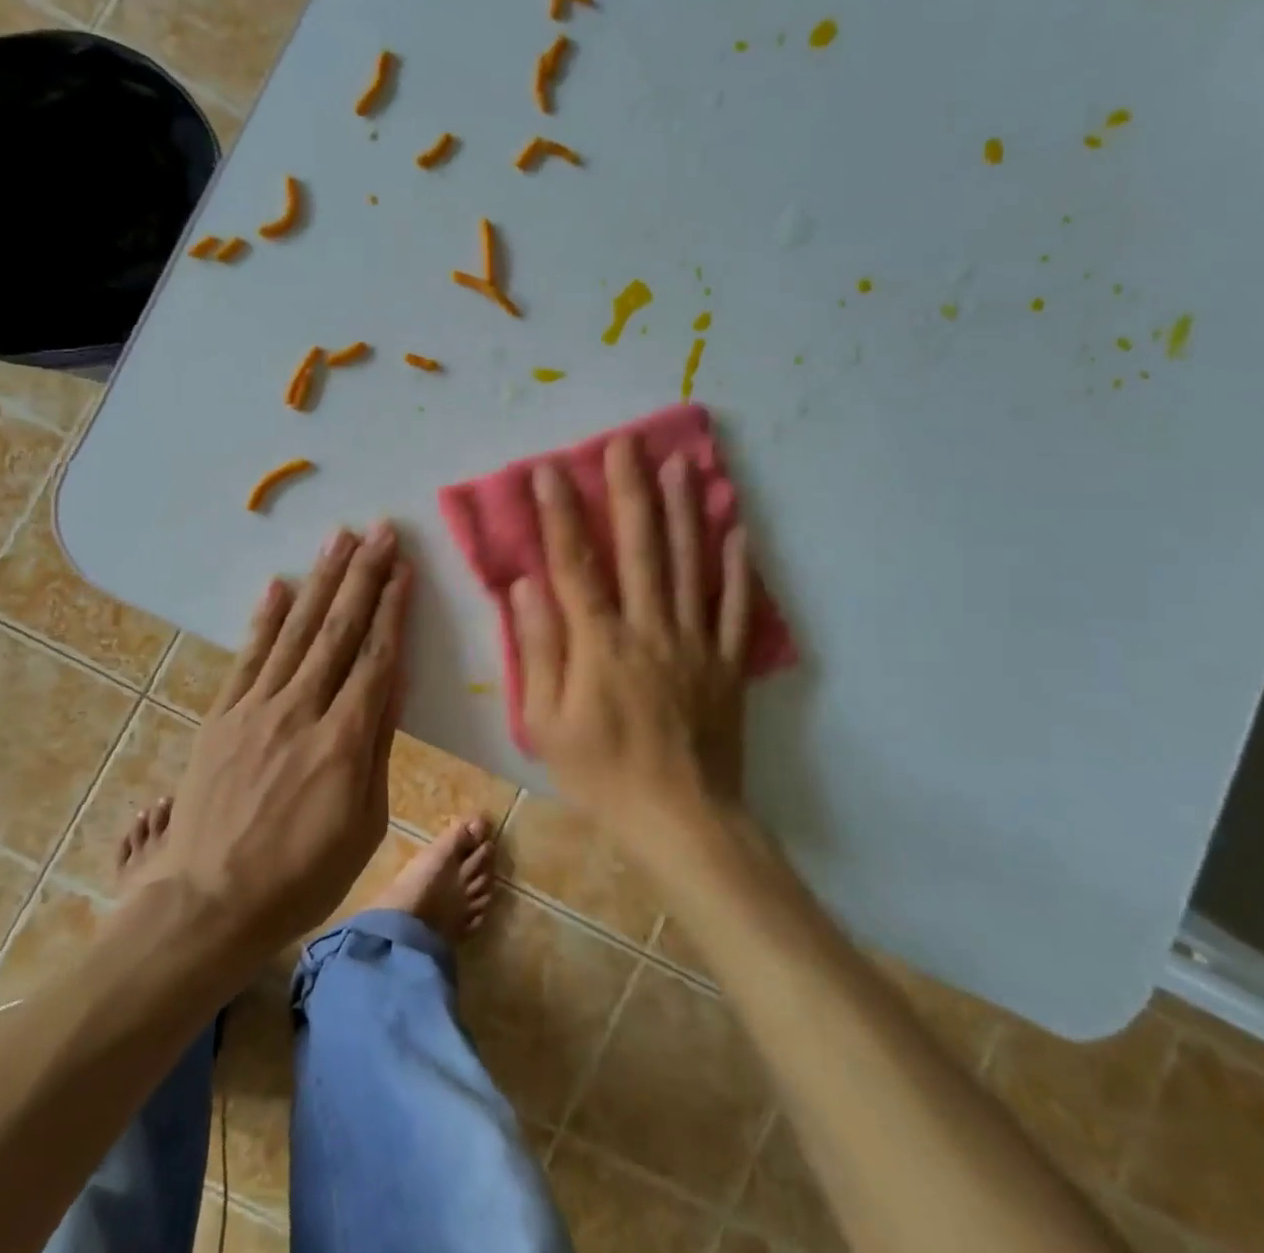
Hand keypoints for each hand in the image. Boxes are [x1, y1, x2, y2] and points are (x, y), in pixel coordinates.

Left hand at [159, 522, 409, 949]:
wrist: (208, 904)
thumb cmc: (301, 877)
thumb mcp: (363, 824)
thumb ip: (377, 747)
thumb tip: (392, 684)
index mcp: (344, 741)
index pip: (375, 658)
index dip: (392, 609)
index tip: (404, 568)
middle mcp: (300, 710)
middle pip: (337, 630)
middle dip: (363, 576)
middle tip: (381, 531)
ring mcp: (255, 708)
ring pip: (295, 631)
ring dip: (320, 581)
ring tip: (340, 539)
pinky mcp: (222, 716)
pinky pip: (248, 656)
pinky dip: (265, 618)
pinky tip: (279, 585)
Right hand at [511, 437, 751, 837]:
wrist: (682, 820)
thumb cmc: (602, 774)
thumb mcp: (547, 723)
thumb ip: (538, 650)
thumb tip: (526, 587)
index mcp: (600, 643)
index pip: (575, 564)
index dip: (560, 513)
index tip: (550, 470)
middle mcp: (650, 628)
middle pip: (641, 548)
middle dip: (630, 490)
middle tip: (627, 443)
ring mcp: (695, 642)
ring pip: (691, 563)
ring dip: (684, 510)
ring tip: (680, 464)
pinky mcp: (727, 662)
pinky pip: (735, 605)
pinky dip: (737, 565)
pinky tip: (737, 528)